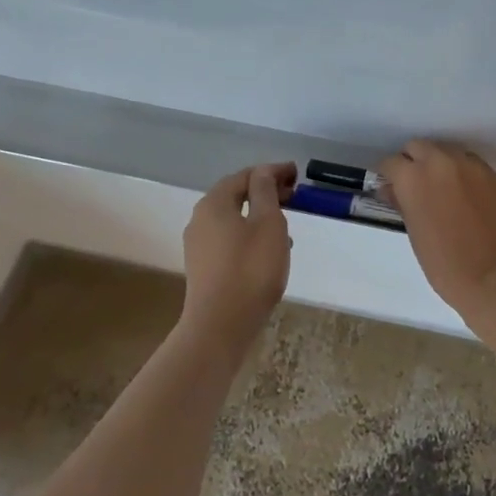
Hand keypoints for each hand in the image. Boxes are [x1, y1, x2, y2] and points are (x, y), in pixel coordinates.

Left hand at [181, 163, 296, 340]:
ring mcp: (199, 246)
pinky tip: (270, 249)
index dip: (272, 171)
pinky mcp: (204, 267)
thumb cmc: (250, 269)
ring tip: (286, 223)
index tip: (296, 173)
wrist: (221, 325)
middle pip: (235, 196)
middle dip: (265, 191)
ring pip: (233, 219)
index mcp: (214, 203)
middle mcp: (200, 220)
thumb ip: (266, 192)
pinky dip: (251, 234)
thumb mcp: (268, 223)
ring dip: (259, 215)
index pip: (245, 175)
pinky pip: (230, 240)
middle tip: (293, 195)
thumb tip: (264, 172)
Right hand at [376, 141, 495, 318]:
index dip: (388, 176)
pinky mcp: (493, 175)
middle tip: (413, 187)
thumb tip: (394, 190)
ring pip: (446, 152)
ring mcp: (471, 165)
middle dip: (412, 162)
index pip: (391, 163)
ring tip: (440, 191)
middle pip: (418, 147)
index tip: (389, 189)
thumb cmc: (446, 266)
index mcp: (414, 177)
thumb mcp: (416, 234)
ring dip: (438, 164)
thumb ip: (403, 204)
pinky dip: (461, 172)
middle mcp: (441, 162)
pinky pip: (469, 163)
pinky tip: (463, 195)